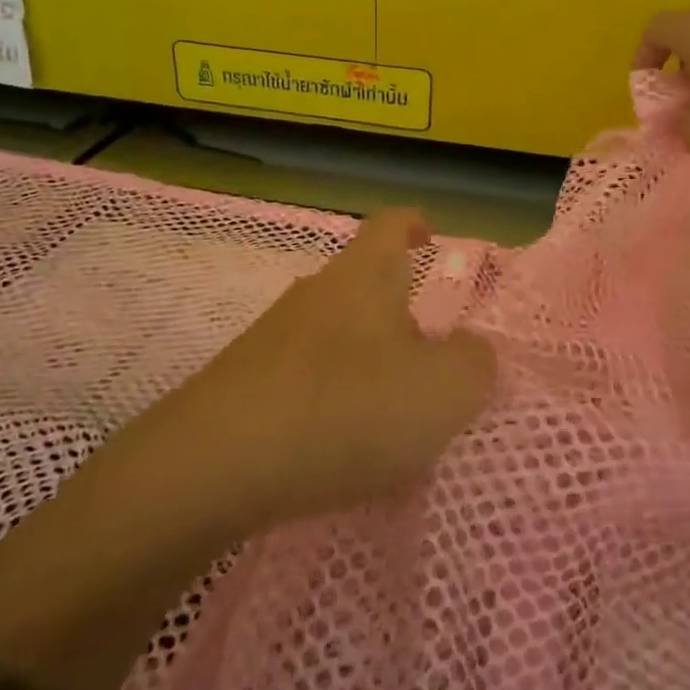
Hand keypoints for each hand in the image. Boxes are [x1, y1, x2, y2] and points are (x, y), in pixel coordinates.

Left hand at [166, 210, 495, 526]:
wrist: (214, 466)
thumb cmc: (346, 408)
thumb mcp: (444, 390)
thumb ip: (474, 363)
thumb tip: (470, 350)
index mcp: (364, 277)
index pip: (390, 225)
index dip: (413, 224)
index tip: (430, 236)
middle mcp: (315, 294)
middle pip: (363, 286)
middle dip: (399, 314)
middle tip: (430, 360)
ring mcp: (271, 339)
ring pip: (334, 336)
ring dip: (366, 364)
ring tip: (391, 417)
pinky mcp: (242, 386)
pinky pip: (304, 380)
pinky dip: (331, 402)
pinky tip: (339, 449)